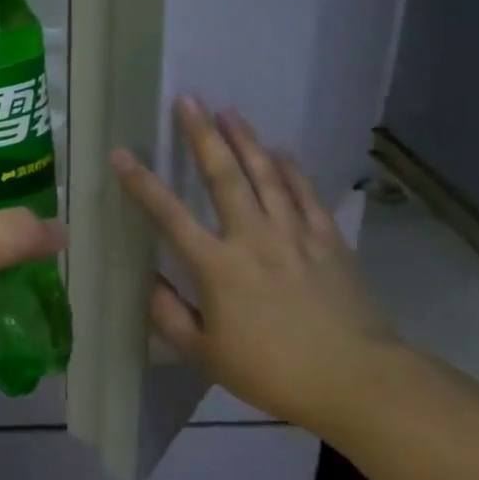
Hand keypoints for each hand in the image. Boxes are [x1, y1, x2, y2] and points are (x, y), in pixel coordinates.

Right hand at [111, 97, 401, 431]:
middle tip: (189, 100)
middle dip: (203, 135)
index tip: (122, 153)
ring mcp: (294, 234)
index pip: (170, 216)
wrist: (356, 379)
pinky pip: (306, 194)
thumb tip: (148, 285)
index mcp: (218, 266)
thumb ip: (171, 318)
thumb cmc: (273, 371)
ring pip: (267, 175)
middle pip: (224, 175)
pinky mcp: (328, 240)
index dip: (142, 183)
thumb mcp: (207, 356)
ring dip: (246, 140)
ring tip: (230, 111)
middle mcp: (253, 237)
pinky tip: (283, 152)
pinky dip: (293, 170)